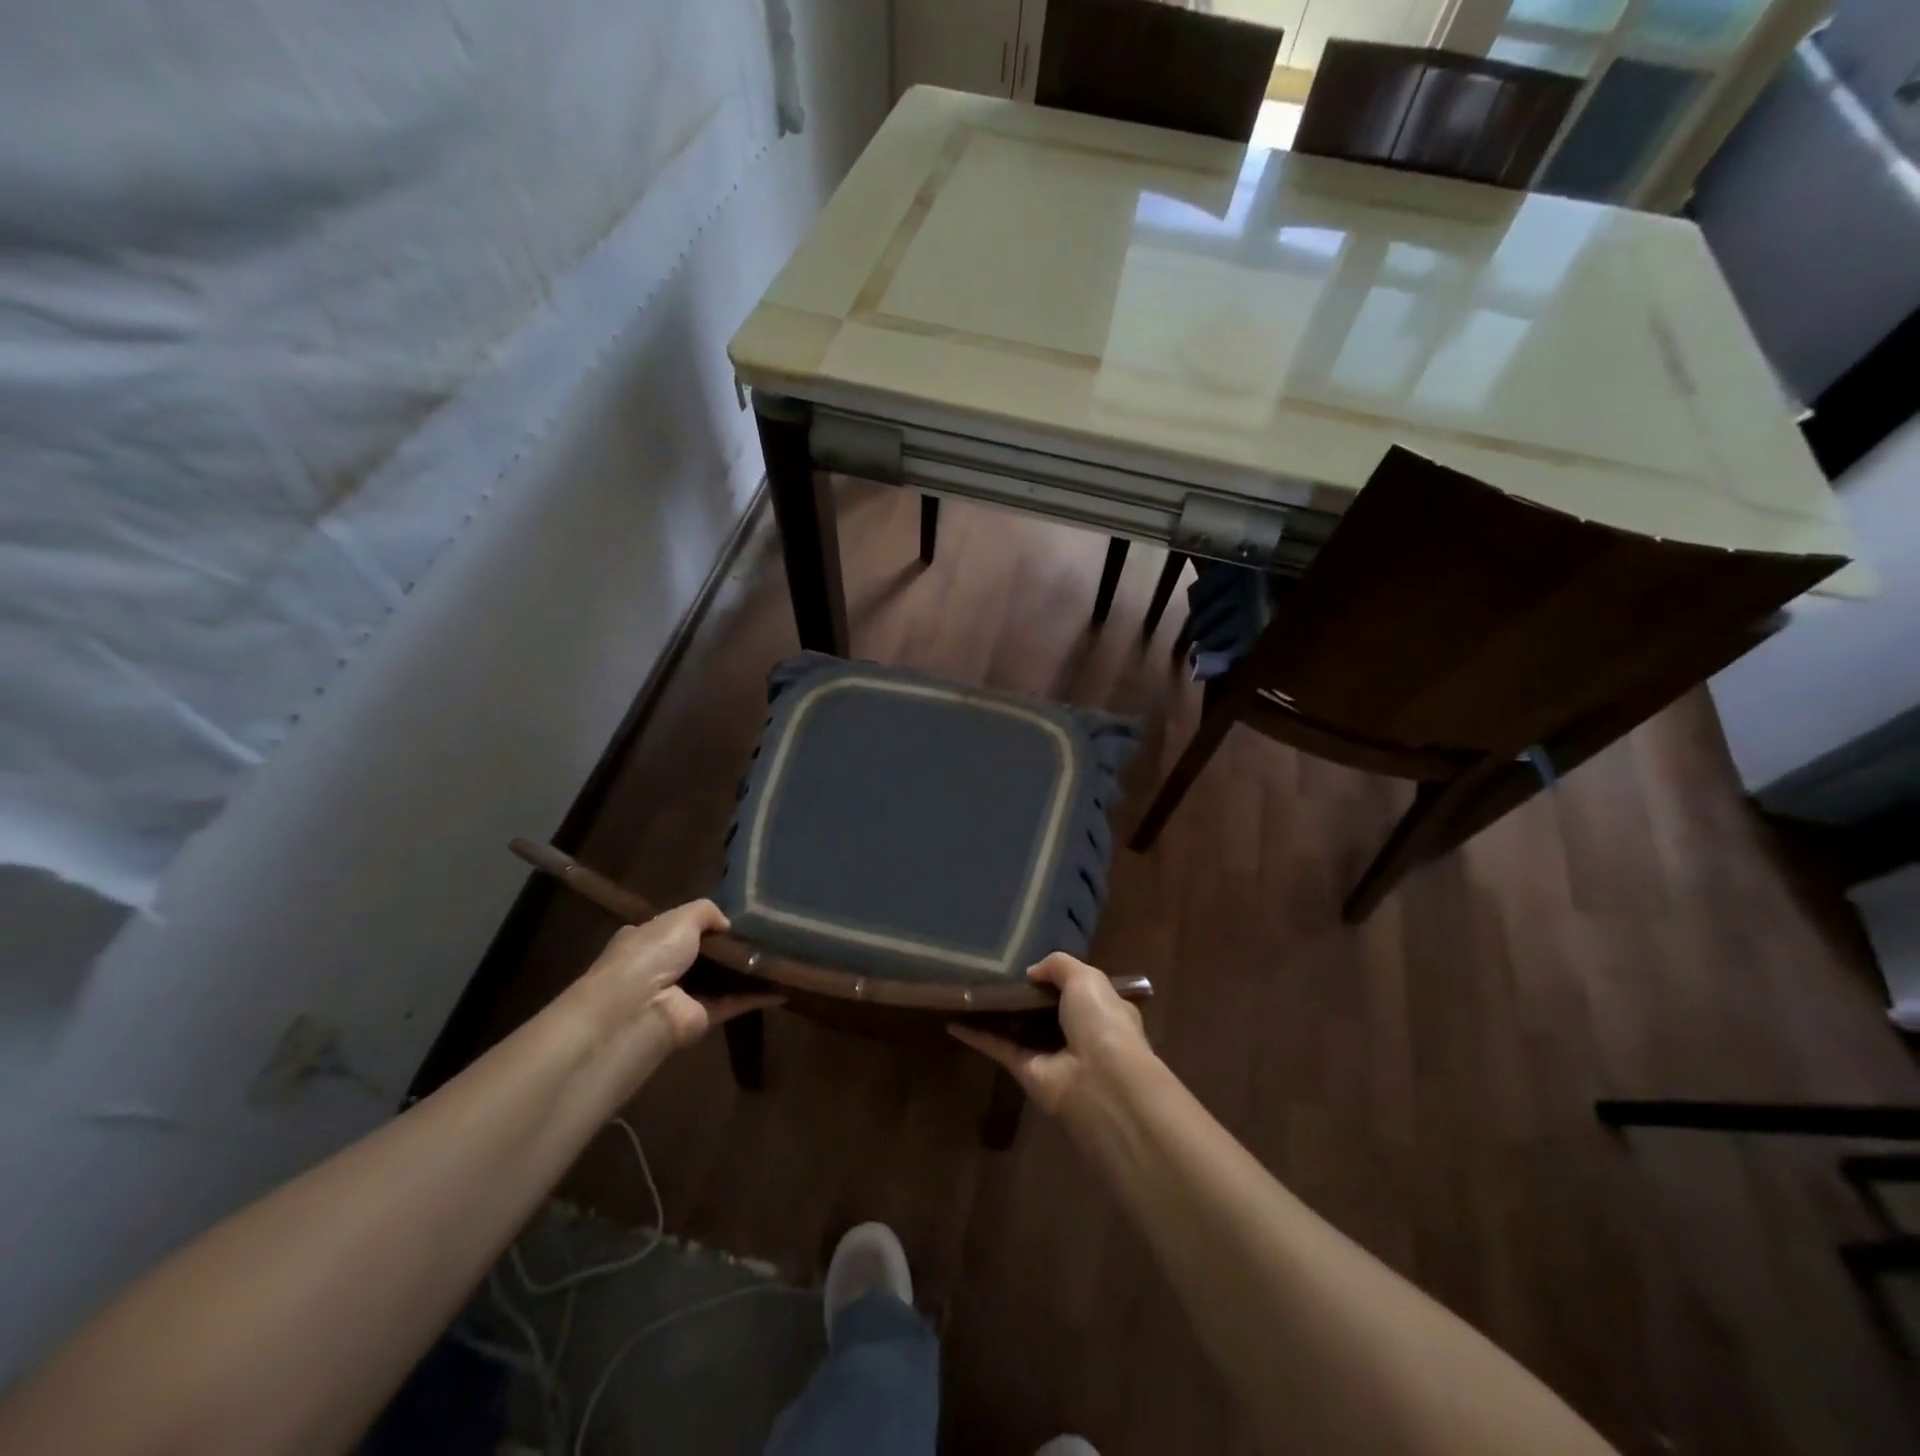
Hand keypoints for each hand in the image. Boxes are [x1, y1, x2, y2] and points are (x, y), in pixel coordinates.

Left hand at [579, 900, 781, 1050]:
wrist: (639, 1010)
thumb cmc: (651, 955)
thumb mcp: (680, 918)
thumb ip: (707, 912)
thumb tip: (728, 924)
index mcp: (647, 939)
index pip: (677, 927)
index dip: (704, 923)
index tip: (736, 917)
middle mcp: (661, 968)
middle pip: (703, 954)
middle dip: (730, 946)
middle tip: (767, 934)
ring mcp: (681, 996)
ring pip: (720, 979)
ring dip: (746, 970)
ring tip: (781, 955)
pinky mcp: (701, 1019)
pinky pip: (734, 1002)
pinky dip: (757, 995)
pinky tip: (784, 985)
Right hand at [948, 952, 1152, 1116]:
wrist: (1099, 1081)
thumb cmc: (1101, 1023)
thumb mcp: (1086, 978)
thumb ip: (1058, 965)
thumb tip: (1031, 972)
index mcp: (1102, 1010)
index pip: (1080, 991)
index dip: (1059, 978)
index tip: (1034, 966)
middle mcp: (1078, 1033)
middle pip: (1046, 1010)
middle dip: (1025, 995)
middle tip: (995, 973)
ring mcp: (1050, 1054)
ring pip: (1019, 1029)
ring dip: (998, 1014)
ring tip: (971, 990)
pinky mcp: (1025, 1072)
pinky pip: (998, 1047)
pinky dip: (976, 1036)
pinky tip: (954, 1022)